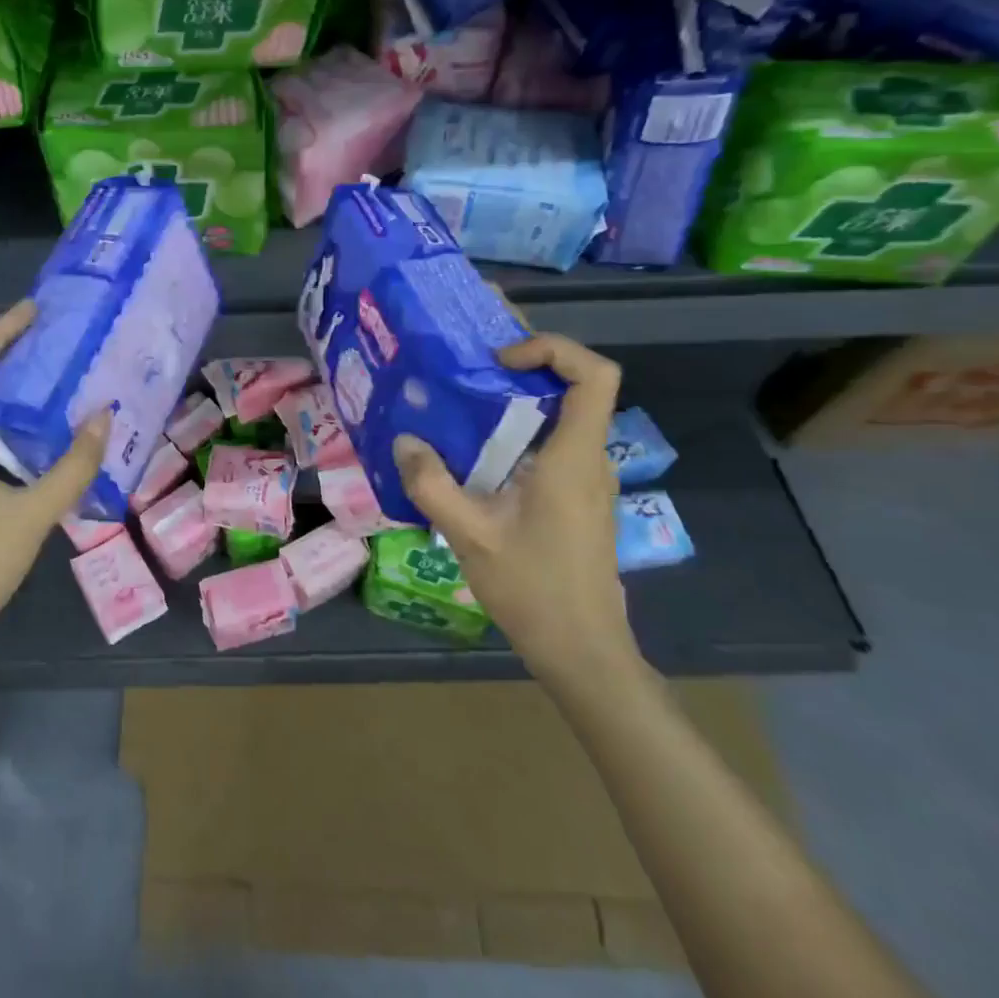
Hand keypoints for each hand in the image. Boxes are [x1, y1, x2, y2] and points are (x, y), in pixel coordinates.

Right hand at [393, 334, 637, 686]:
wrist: (581, 648)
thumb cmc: (532, 588)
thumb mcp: (469, 535)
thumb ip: (432, 484)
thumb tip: (403, 440)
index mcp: (574, 457)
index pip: (595, 375)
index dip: (553, 349)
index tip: (500, 362)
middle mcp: (589, 458)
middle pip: (575, 386)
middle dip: (525, 361)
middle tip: (468, 354)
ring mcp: (587, 478)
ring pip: (562, 415)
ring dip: (518, 396)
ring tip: (462, 393)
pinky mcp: (576, 496)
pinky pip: (552, 443)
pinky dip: (518, 428)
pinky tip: (475, 447)